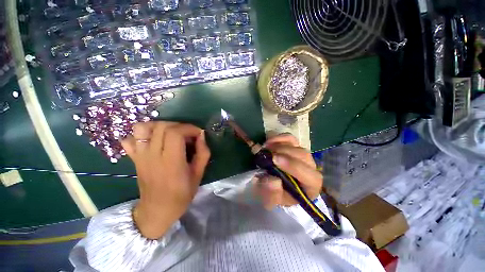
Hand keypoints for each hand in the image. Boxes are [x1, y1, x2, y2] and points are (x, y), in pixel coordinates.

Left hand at [120, 121, 210, 238]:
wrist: (157, 210)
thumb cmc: (182, 193)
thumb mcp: (199, 174)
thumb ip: (203, 153)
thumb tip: (202, 135)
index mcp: (171, 162)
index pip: (176, 133)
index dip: (189, 128)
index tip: (198, 133)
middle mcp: (153, 156)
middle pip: (161, 127)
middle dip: (179, 125)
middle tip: (187, 134)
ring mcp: (140, 156)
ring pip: (142, 128)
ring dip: (159, 126)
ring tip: (171, 133)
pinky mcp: (134, 158)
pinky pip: (130, 139)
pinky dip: (141, 135)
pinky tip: (154, 141)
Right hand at [253, 133, 322, 209]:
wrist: (275, 185)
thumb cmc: (276, 194)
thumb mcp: (271, 199)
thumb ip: (272, 193)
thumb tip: (273, 180)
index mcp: (311, 186)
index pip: (310, 176)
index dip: (293, 167)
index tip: (275, 160)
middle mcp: (311, 168)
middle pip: (303, 156)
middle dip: (284, 153)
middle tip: (266, 153)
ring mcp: (303, 155)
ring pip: (297, 146)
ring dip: (280, 145)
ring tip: (265, 148)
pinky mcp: (295, 146)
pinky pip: (290, 138)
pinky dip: (279, 138)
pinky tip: (269, 142)